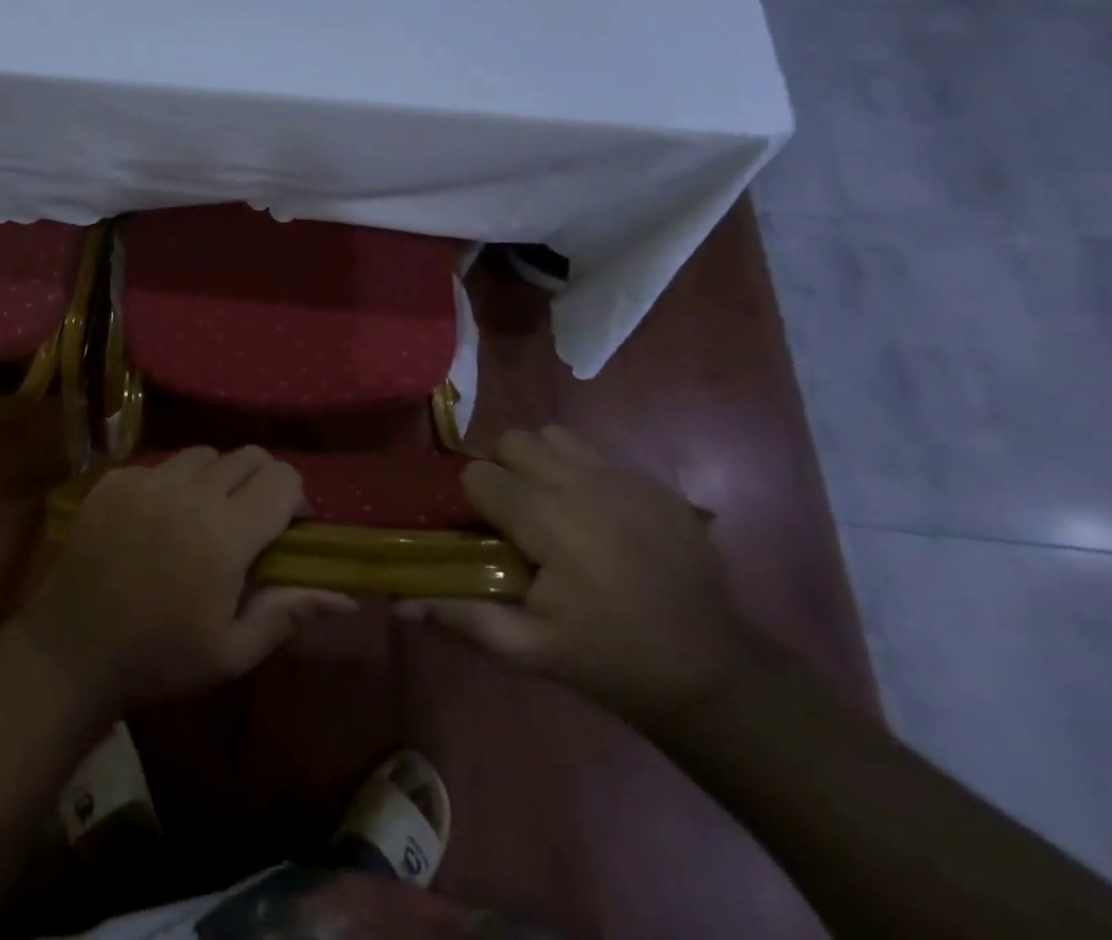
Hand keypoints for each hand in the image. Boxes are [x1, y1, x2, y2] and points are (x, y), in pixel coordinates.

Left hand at [19, 447, 357, 711]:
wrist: (73, 648)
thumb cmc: (160, 658)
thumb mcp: (232, 650)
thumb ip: (289, 611)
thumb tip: (345, 593)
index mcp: (225, 535)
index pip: (283, 478)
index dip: (295, 498)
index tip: (288, 529)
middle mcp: (190, 493)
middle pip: (248, 455)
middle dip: (261, 481)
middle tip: (250, 521)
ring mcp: (148, 479)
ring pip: (205, 454)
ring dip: (217, 478)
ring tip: (203, 516)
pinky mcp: (117, 478)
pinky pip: (161, 463)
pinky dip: (173, 482)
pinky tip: (159, 520)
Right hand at [398, 426, 753, 724]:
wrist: (714, 674)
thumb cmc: (609, 659)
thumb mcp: (529, 650)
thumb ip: (462, 616)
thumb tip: (397, 601)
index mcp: (546, 517)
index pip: (479, 474)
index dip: (473, 502)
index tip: (484, 535)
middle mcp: (582, 482)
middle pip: (515, 441)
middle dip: (503, 470)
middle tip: (513, 517)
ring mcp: (626, 478)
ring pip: (556, 436)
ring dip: (541, 462)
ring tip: (551, 507)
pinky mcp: (658, 485)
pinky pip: (600, 456)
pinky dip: (584, 474)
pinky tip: (598, 520)